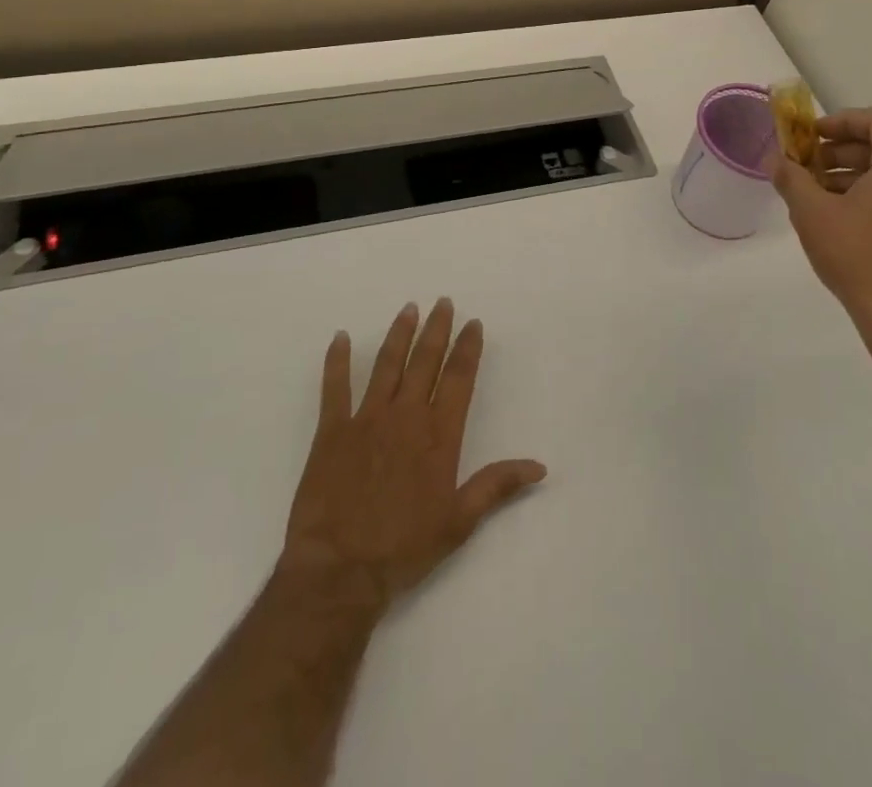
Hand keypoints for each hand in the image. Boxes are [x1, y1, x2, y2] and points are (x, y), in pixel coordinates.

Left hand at [278, 298, 546, 613]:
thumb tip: (539, 467)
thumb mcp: (459, 522)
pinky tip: (340, 338)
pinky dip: (337, 361)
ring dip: (399, 334)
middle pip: (425, 361)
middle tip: (443, 302)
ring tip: (409, 308)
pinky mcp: (332, 431)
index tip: (473, 323)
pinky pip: (335, 387)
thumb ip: (497, 486)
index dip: (468, 348)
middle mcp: (406, 416)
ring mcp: (367, 419)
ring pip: (387, 364)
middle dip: (437, 329)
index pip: (459, 378)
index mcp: (439, 435)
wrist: (340, 570)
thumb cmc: (404, 548)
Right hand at [773, 108, 871, 348]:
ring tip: (812, 191)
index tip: (811, 134)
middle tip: (805, 163)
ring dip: (848, 173)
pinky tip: (833, 215)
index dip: (843, 120)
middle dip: (839, 150)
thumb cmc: (856, 254)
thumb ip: (791, 177)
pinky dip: (865, 194)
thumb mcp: (811, 212)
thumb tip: (774, 158)